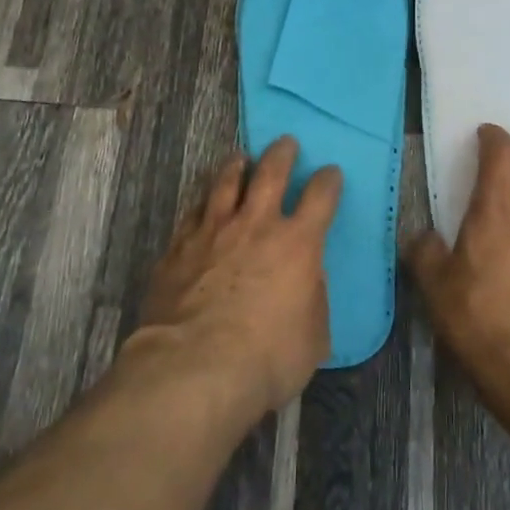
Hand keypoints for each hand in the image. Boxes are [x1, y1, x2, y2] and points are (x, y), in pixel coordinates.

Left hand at [134, 137, 341, 418]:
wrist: (196, 367)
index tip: (330, 173)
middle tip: (286, 142)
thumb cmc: (268, 358)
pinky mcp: (179, 247)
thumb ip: (313, 298)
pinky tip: (202, 200)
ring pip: (225, 183)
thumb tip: (307, 279)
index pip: (320, 197)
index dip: (328, 181)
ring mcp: (213, 231)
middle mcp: (256, 225)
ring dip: (236, 166)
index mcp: (297, 244)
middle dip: (282, 154)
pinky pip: (192, 212)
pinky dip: (202, 201)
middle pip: (271, 173)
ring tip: (240, 157)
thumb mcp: (313, 336)